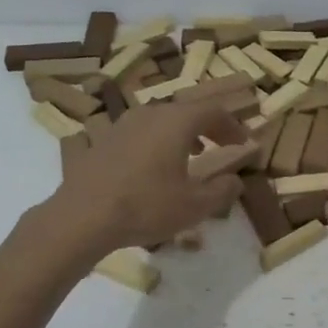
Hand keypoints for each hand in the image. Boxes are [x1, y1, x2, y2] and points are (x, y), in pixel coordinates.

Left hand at [46, 99, 249, 260]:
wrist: (83, 217)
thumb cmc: (146, 207)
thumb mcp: (194, 206)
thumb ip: (222, 191)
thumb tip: (236, 180)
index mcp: (176, 122)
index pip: (213, 111)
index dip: (233, 126)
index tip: (244, 143)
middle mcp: (149, 114)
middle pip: (185, 111)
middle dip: (207, 127)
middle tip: (220, 145)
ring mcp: (120, 125)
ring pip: (159, 120)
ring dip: (180, 133)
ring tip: (189, 154)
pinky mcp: (101, 141)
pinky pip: (137, 133)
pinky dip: (154, 142)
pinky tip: (151, 166)